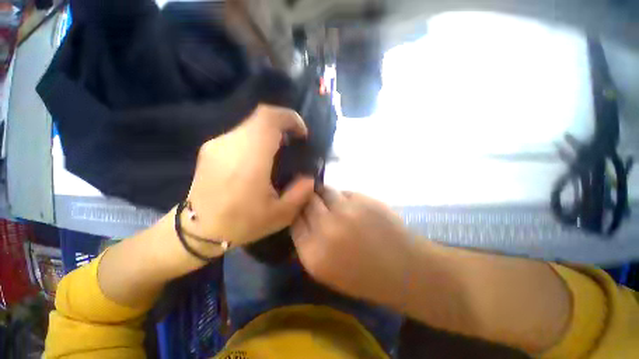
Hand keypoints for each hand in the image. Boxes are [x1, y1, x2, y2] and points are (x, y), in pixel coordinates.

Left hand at [186, 105, 314, 246]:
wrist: (197, 230)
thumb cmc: (241, 223)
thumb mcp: (281, 214)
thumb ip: (301, 193)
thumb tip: (309, 177)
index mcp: (249, 159)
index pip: (269, 118)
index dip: (289, 118)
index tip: (302, 133)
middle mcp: (230, 144)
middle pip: (260, 117)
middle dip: (283, 125)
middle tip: (293, 142)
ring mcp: (217, 144)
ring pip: (250, 124)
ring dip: (269, 132)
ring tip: (279, 151)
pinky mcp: (210, 148)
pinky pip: (240, 134)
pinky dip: (256, 138)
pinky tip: (260, 158)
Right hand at [291, 187, 412, 307]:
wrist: (404, 269)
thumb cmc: (364, 276)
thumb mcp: (326, 271)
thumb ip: (309, 243)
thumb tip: (301, 217)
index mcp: (313, 253)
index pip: (294, 220)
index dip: (297, 212)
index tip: (301, 210)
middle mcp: (326, 228)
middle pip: (306, 202)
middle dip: (308, 200)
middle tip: (314, 202)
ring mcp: (346, 211)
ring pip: (324, 191)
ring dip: (325, 195)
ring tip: (334, 203)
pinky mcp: (363, 200)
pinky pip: (344, 192)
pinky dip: (343, 197)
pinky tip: (353, 208)